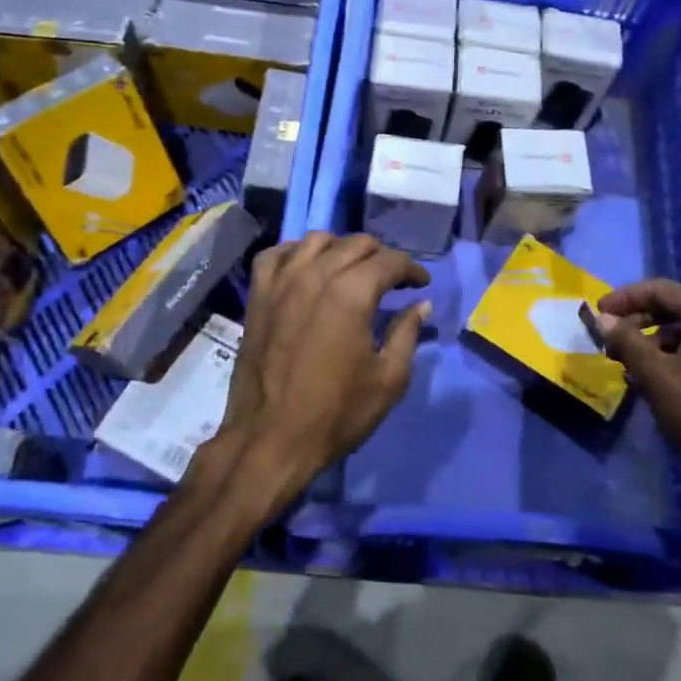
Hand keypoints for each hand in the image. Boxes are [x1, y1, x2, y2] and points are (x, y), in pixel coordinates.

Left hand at [211, 233, 430, 516]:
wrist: (271, 440)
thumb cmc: (336, 413)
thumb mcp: (389, 379)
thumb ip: (407, 333)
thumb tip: (421, 305)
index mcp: (351, 294)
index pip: (389, 261)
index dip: (412, 269)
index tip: (422, 283)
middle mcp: (315, 276)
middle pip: (355, 244)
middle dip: (381, 256)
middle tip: (393, 279)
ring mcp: (281, 283)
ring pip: (316, 241)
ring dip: (341, 248)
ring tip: (352, 270)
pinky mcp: (258, 297)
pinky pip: (275, 254)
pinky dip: (295, 252)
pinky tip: (306, 267)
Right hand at [593, 279, 680, 490]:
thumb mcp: (656, 373)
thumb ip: (626, 341)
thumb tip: (602, 319)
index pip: (658, 288)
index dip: (624, 298)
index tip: (598, 313)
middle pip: (671, 308)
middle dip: (636, 322)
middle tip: (610, 343)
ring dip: (651, 344)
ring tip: (628, 367)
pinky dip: (670, 359)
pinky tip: (654, 384)